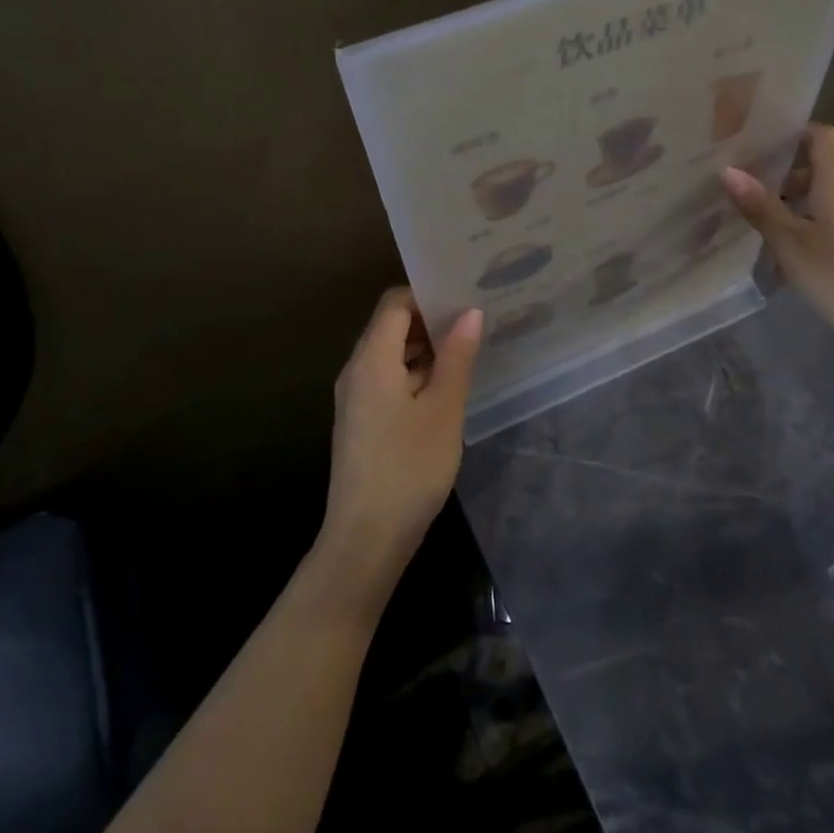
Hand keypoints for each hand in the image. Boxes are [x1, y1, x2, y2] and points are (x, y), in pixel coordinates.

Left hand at [318, 288, 482, 608]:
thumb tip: (469, 312)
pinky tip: (449, 383)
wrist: (366, 539)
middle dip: (432, 318)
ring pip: (392, 353)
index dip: (428, 293)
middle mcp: (357, 370)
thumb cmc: (408, 468)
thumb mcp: (443, 409)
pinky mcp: (363, 420)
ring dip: (427, 347)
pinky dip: (418, 372)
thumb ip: (456, 356)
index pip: (395, 303)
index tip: (465, 293)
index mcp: (371, 360)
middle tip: (476, 316)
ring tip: (470, 345)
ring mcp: (357, 397)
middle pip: (392, 325)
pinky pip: (390, 378)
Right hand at [721, 123, 833, 350]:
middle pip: (822, 173)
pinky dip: (812, 233)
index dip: (798, 132)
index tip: (765, 142)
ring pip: (827, 204)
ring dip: (796, 211)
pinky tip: (792, 263)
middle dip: (785, 180)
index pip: (825, 137)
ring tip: (763, 233)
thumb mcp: (791, 244)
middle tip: (748, 193)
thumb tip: (728, 170)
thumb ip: (761, 208)